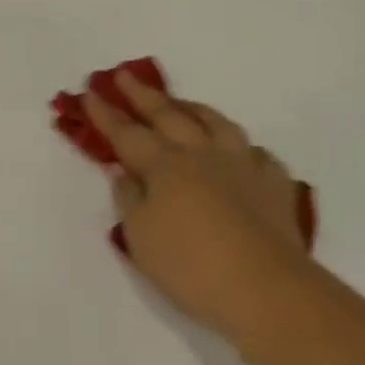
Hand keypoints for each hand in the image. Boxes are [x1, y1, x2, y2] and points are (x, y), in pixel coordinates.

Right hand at [84, 71, 311, 326]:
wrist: (267, 290)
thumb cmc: (190, 266)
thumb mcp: (141, 237)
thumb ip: (129, 199)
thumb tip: (125, 172)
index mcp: (164, 167)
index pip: (127, 133)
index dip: (106, 113)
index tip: (89, 91)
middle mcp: (202, 155)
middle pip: (168, 116)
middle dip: (142, 95)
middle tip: (125, 75)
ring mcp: (243, 166)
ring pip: (216, 124)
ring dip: (193, 108)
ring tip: (181, 103)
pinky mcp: (275, 186)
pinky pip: (257, 154)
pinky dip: (241, 147)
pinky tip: (240, 152)